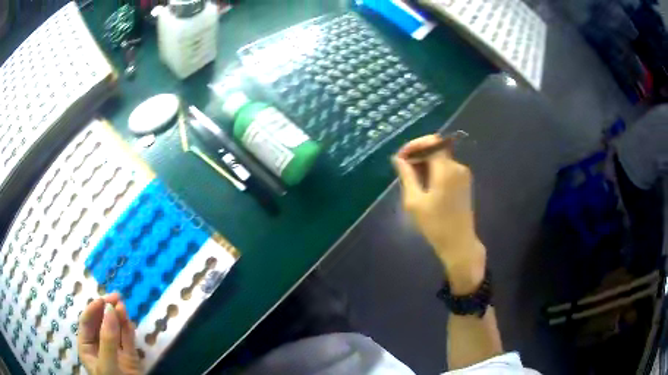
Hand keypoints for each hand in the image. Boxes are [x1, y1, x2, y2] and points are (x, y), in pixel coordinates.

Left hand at [78, 293, 141, 374]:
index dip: (93, 309)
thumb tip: (110, 309)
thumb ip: (108, 339)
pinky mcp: (130, 357)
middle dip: (107, 309)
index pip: (86, 322)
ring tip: (123, 305)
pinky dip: (128, 328)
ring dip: (118, 316)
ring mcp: (115, 351)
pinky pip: (128, 339)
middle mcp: (99, 346)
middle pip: (100, 322)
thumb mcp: (106, 363)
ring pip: (115, 328)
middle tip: (116, 297)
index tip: (103, 300)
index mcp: (87, 347)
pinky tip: (129, 320)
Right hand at [393, 134, 485, 293]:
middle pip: (436, 149)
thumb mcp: (415, 201)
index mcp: (446, 170)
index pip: (431, 142)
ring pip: (441, 158)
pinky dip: (434, 171)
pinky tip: (424, 186)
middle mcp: (457, 166)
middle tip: (402, 170)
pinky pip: (446, 168)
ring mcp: (463, 174)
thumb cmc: (435, 225)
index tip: (401, 158)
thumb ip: (407, 176)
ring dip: (425, 164)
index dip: (414, 145)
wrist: (459, 243)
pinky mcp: (464, 182)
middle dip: (418, 155)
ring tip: (411, 180)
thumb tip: (398, 159)